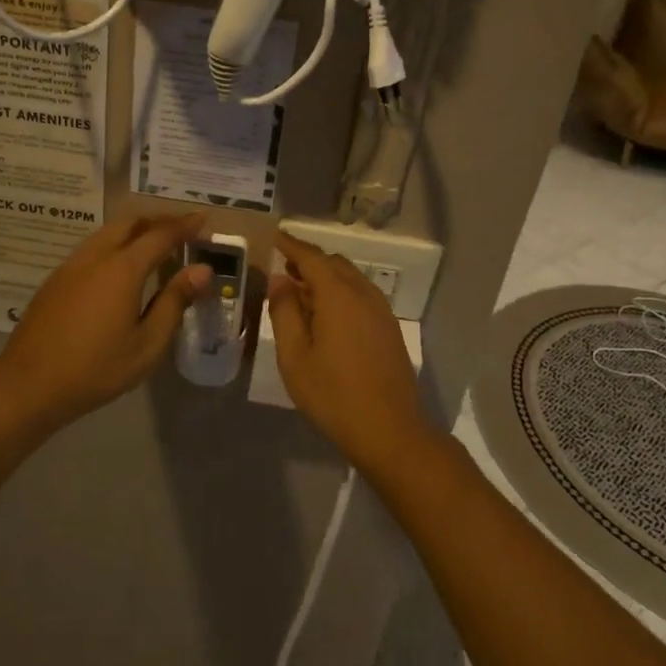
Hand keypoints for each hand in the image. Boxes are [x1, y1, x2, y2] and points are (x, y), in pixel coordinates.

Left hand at [0, 214, 211, 429]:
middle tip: (181, 230)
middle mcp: (95, 257)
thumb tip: (201, 270)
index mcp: (122, 269)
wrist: (28, 386)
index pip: (160, 235)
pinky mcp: (55, 280)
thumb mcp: (147, 344)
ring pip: (106, 233)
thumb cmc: (96, 369)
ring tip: (153, 244)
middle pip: (129, 223)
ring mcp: (70, 267)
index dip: (184, 226)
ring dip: (134, 231)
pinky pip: (91, 248)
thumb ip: (174, 302)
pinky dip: (114, 244)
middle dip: (158, 221)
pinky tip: (119, 267)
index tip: (203, 220)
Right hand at [267, 232, 427, 461]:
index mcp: (338, 295)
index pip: (312, 257)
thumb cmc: (333, 394)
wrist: (389, 429)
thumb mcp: (295, 356)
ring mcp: (381, 310)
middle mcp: (363, 294)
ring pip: (351, 279)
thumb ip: (285, 312)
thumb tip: (280, 278)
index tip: (276, 236)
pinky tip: (329, 315)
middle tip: (284, 269)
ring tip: (303, 292)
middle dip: (309, 261)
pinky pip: (362, 295)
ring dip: (326, 277)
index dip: (292, 245)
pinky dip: (342, 292)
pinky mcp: (390, 328)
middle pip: (334, 263)